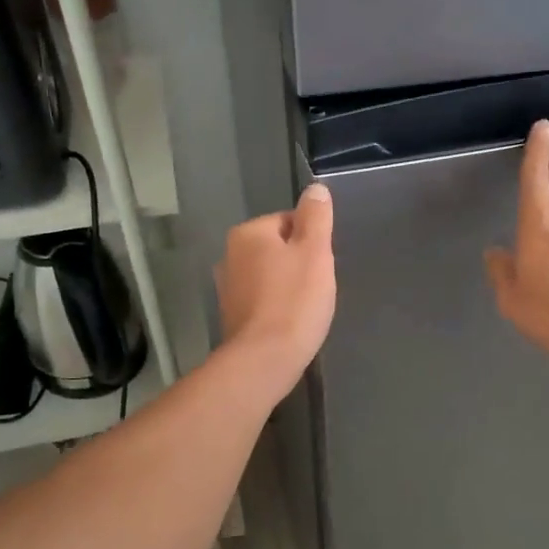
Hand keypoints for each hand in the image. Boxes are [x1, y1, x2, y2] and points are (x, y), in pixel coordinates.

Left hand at [215, 182, 336, 391]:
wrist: (264, 359)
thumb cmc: (294, 300)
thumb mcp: (315, 251)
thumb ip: (316, 217)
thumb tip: (315, 189)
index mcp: (248, 233)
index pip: (289, 221)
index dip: (312, 241)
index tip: (322, 265)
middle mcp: (229, 254)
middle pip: (278, 248)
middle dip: (299, 263)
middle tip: (317, 287)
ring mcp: (227, 287)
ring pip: (270, 275)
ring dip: (288, 286)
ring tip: (306, 307)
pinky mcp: (231, 315)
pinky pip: (262, 299)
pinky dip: (276, 306)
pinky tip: (290, 322)